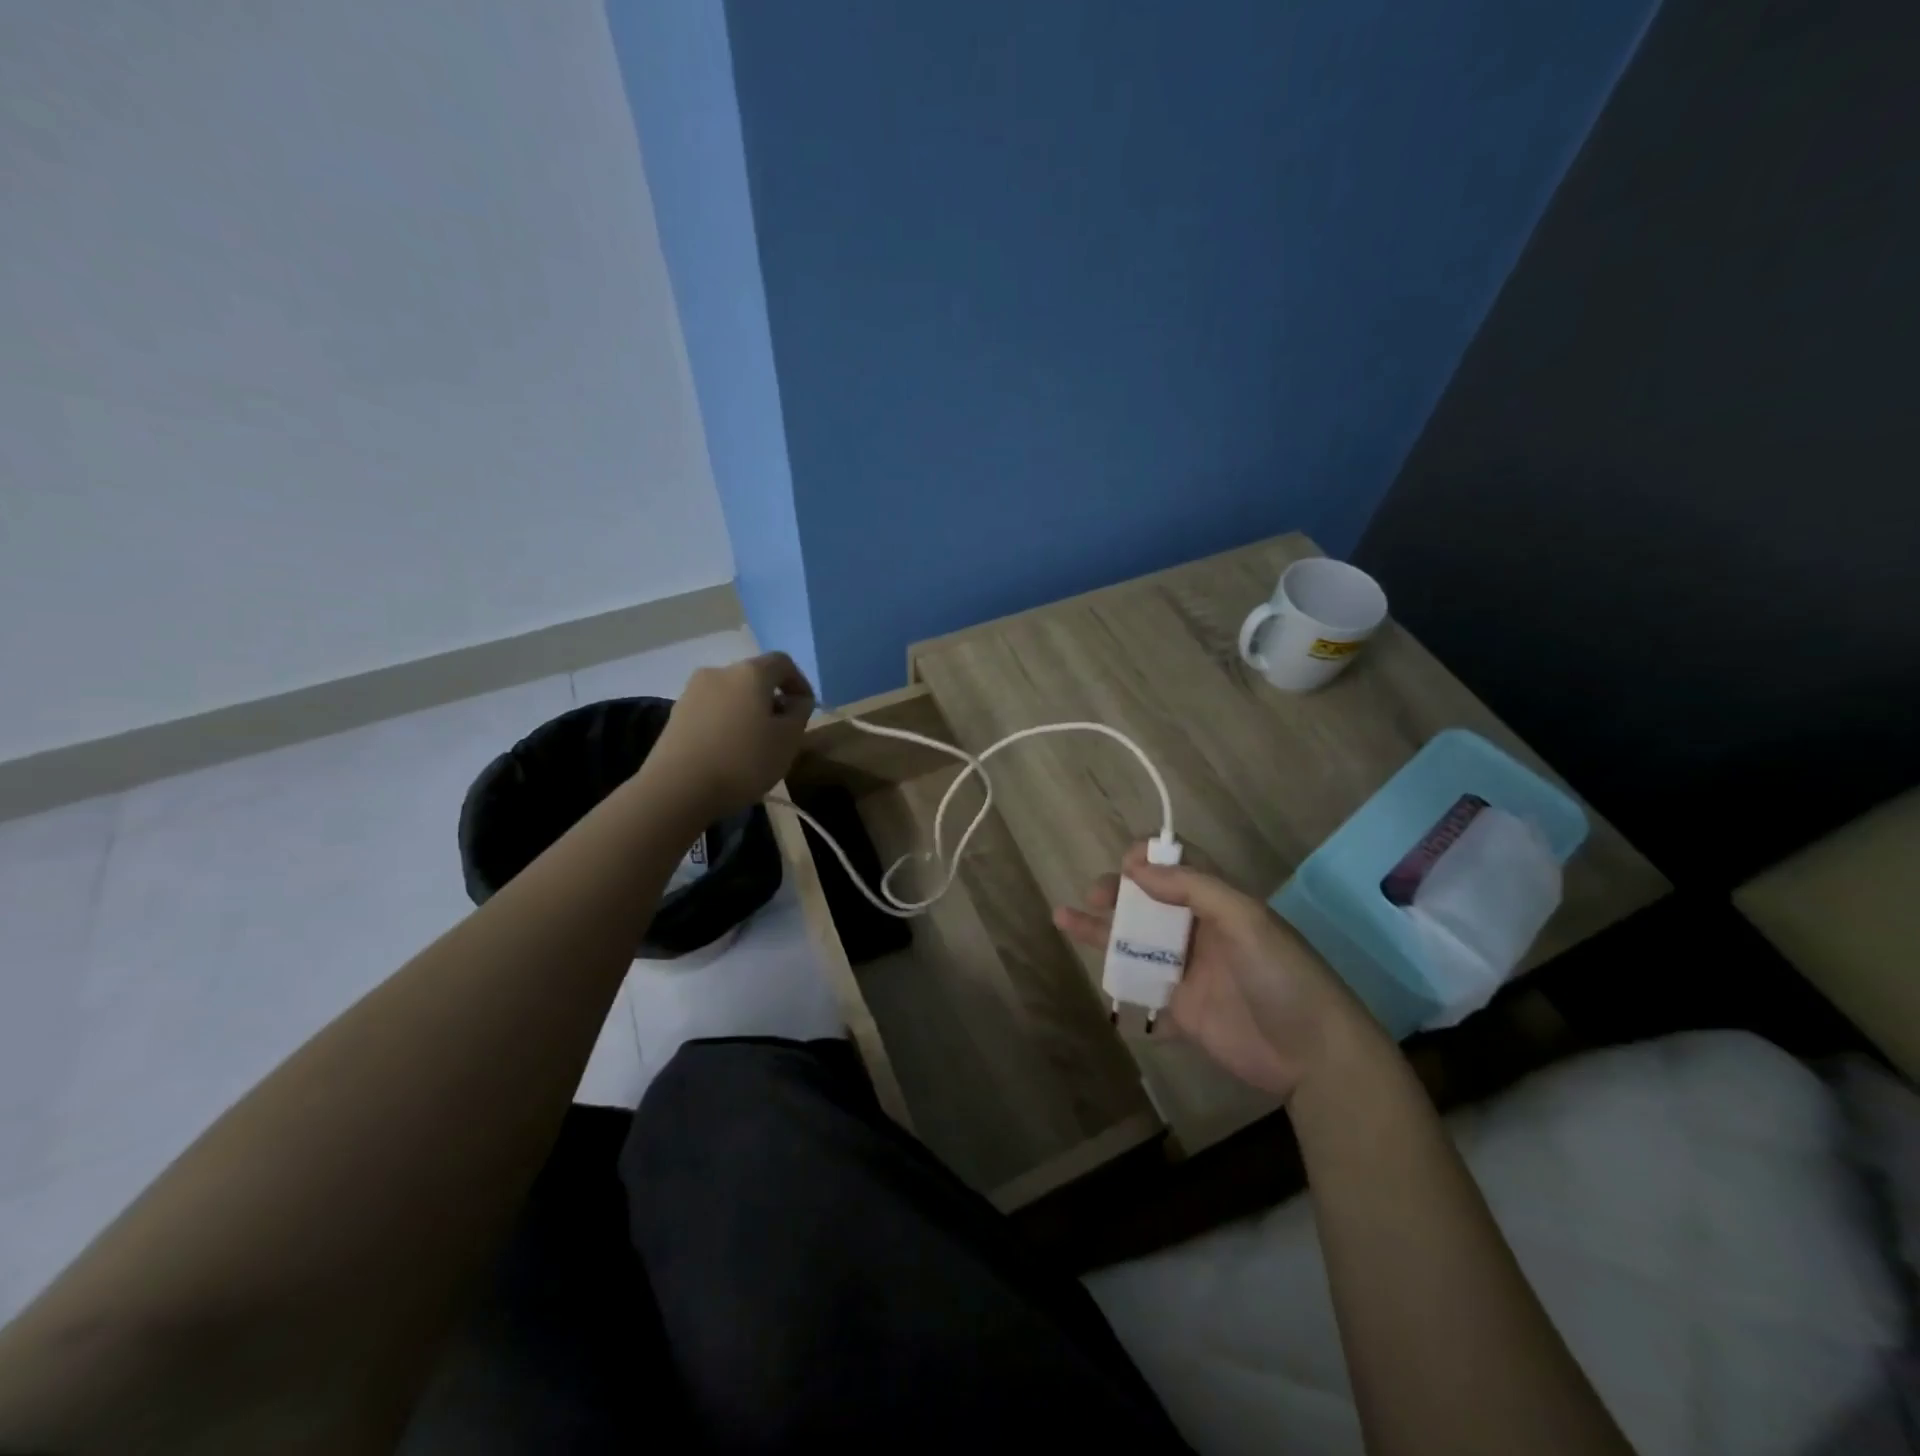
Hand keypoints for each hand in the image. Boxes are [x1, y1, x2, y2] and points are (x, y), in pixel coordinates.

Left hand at [652, 653, 815, 817]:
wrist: (677, 789)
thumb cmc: (743, 760)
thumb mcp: (789, 740)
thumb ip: (800, 713)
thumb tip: (795, 701)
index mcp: (750, 672)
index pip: (782, 663)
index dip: (799, 682)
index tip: (806, 710)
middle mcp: (719, 672)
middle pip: (754, 678)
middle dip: (772, 699)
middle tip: (782, 730)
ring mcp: (692, 692)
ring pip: (731, 695)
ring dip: (747, 712)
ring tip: (754, 744)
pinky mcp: (675, 715)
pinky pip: (711, 711)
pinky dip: (726, 724)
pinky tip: (728, 752)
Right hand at [1054, 845, 1366, 1099]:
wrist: (1314, 1056)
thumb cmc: (1283, 975)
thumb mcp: (1245, 920)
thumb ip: (1194, 889)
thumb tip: (1138, 870)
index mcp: (1218, 904)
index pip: (1177, 869)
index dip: (1149, 860)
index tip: (1125, 865)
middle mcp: (1199, 932)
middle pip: (1148, 904)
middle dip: (1118, 894)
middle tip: (1096, 898)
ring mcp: (1188, 972)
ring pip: (1135, 944)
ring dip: (1101, 932)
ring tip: (1063, 918)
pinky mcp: (1182, 1011)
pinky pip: (1142, 991)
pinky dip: (1120, 985)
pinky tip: (1097, 979)